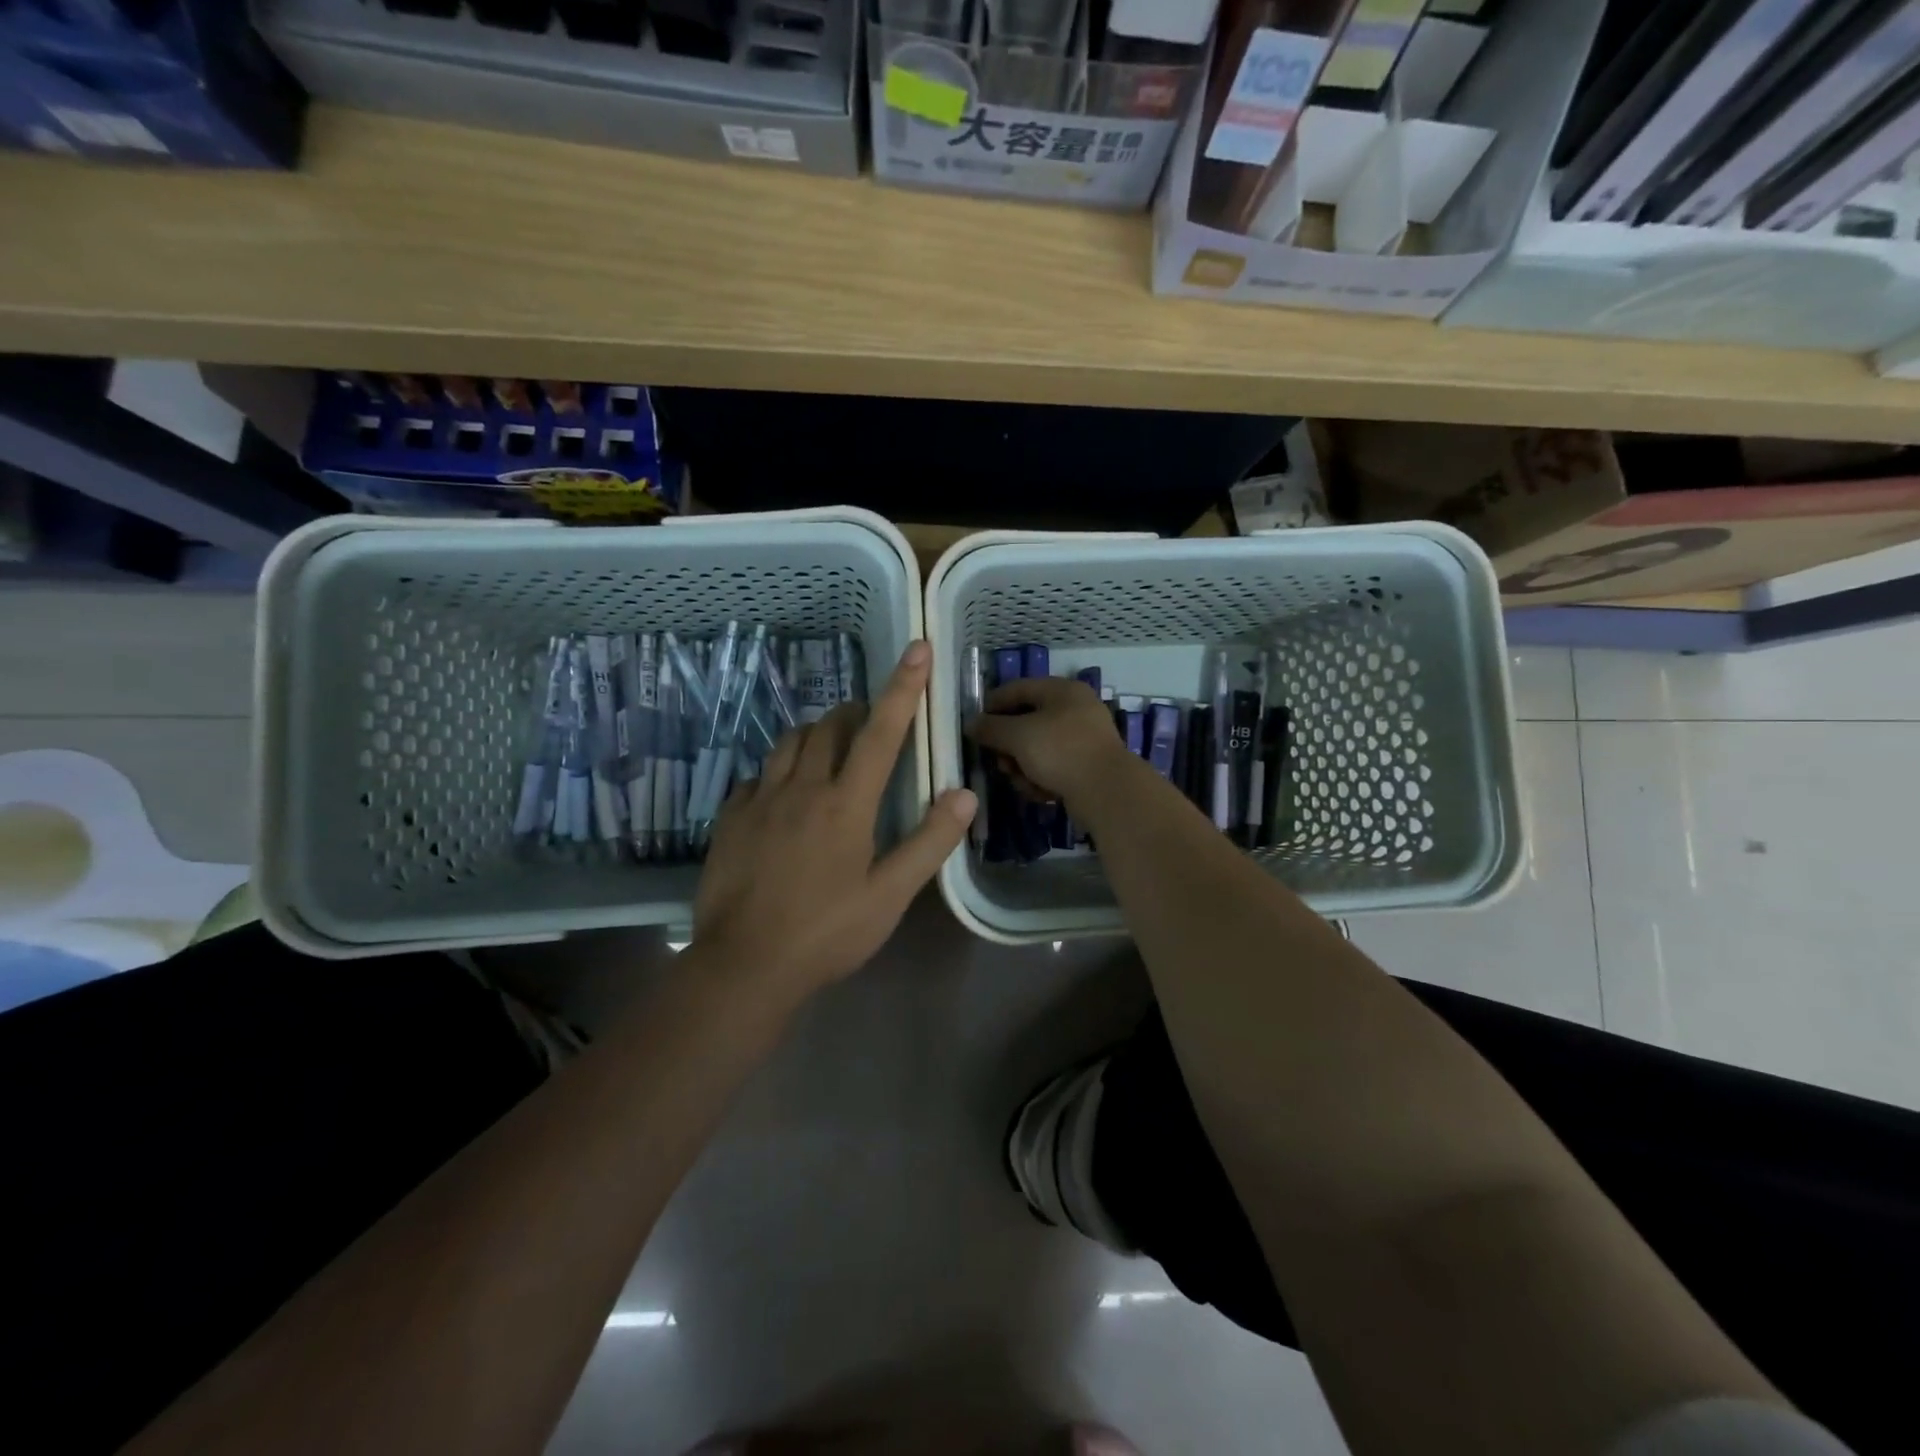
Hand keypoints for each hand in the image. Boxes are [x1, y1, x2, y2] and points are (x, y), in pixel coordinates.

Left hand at [691, 641, 976, 996]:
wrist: (743, 966)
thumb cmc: (826, 933)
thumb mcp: (890, 896)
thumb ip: (928, 842)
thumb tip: (963, 794)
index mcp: (846, 803)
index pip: (881, 731)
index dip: (903, 687)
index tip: (917, 648)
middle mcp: (802, 788)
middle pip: (830, 726)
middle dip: (855, 712)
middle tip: (871, 723)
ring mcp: (760, 800)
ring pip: (789, 742)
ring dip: (816, 734)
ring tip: (831, 749)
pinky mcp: (730, 818)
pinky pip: (758, 774)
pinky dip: (780, 769)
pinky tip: (784, 793)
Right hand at [966, 676, 1134, 811]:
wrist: (1108, 792)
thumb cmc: (1060, 752)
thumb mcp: (1018, 736)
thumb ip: (991, 728)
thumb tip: (971, 724)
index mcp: (1062, 690)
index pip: (1017, 689)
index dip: (992, 705)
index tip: (974, 726)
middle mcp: (1075, 709)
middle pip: (1027, 722)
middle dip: (1008, 745)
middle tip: (999, 762)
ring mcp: (1084, 738)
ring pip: (1038, 748)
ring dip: (1023, 766)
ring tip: (1021, 781)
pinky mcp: (1087, 766)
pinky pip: (1054, 767)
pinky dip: (1042, 778)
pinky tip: (1040, 793)